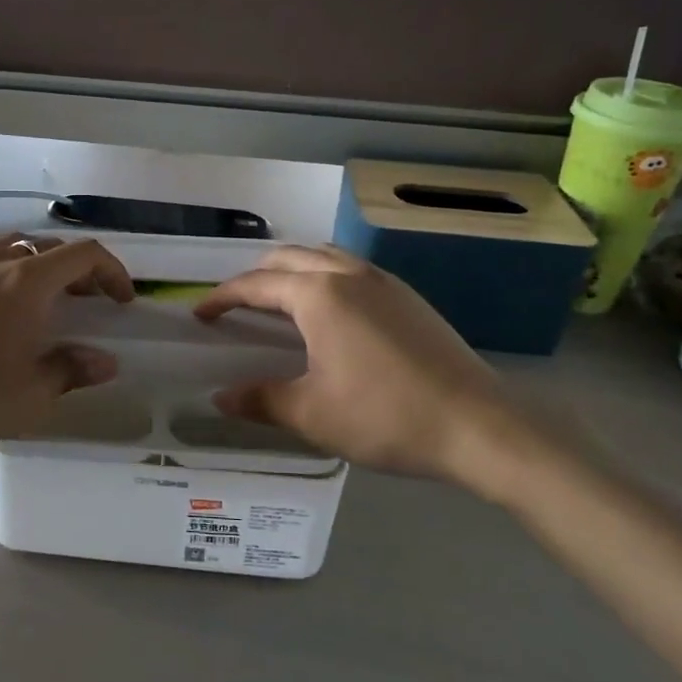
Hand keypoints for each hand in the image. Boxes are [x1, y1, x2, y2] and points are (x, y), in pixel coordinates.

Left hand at [0, 233, 134, 454]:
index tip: (122, 300)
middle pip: (50, 247)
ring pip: (13, 247)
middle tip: (89, 302)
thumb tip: (104, 361)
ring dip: (40, 266)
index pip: (84, 254)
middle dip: (79, 270)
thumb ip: (72, 370)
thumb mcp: (30, 394)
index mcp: (26, 281)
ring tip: (45, 301)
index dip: (113, 271)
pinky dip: (7, 273)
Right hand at [194, 245, 539, 498]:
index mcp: (318, 295)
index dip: (223, 298)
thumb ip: (260, 400)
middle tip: (236, 306)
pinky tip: (331, 311)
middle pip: (287, 258)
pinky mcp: (408, 296)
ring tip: (279, 299)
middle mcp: (347, 274)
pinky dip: (324, 276)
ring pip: (323, 256)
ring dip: (292, 269)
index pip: (255, 285)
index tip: (201, 314)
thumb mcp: (312, 414)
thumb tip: (220, 397)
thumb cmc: (386, 416)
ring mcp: (383, 281)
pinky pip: (351, 268)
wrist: (480, 425)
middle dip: (254, 276)